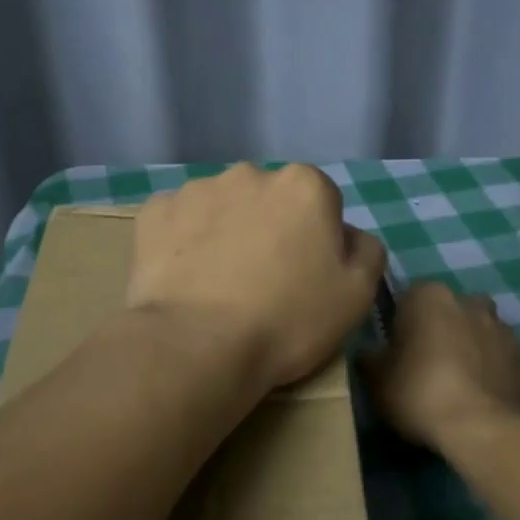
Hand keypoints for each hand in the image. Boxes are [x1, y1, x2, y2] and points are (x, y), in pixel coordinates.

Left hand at [126, 163, 385, 391]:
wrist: (197, 345)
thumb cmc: (287, 321)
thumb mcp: (356, 295)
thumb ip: (365, 250)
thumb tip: (347, 235)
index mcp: (304, 185)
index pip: (321, 202)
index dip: (316, 240)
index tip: (305, 276)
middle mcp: (250, 173)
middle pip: (268, 199)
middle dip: (269, 227)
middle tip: (262, 280)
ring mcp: (196, 189)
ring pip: (221, 207)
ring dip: (224, 231)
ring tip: (217, 283)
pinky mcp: (154, 212)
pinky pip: (178, 221)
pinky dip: (182, 241)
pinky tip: (184, 278)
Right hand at [368, 282, 519, 454]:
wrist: (487, 429)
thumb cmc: (421, 393)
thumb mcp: (376, 380)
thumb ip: (369, 358)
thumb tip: (368, 352)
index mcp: (428, 295)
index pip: (407, 298)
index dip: (400, 324)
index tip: (395, 351)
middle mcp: (467, 300)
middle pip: (446, 311)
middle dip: (437, 330)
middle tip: (423, 366)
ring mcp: (501, 327)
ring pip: (476, 331)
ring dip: (466, 347)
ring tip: (455, 384)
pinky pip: (498, 356)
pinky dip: (489, 369)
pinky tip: (478, 397)